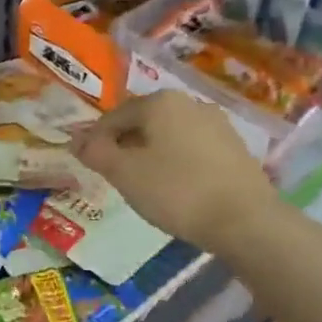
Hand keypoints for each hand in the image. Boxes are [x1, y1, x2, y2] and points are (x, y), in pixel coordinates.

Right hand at [70, 91, 278, 258]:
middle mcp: (190, 103)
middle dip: (125, 145)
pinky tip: (177, 189)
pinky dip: (177, 163)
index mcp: (160, 102)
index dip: (96, 140)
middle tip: (115, 176)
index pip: (114, 116)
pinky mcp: (235, 148)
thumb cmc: (177, 191)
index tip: (89, 164)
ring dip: (152, 154)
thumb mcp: (125, 173)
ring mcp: (217, 124)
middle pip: (144, 122)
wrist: (246, 220)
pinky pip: (193, 149)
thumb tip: (75, 139)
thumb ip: (96, 152)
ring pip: (170, 135)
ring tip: (145, 185)